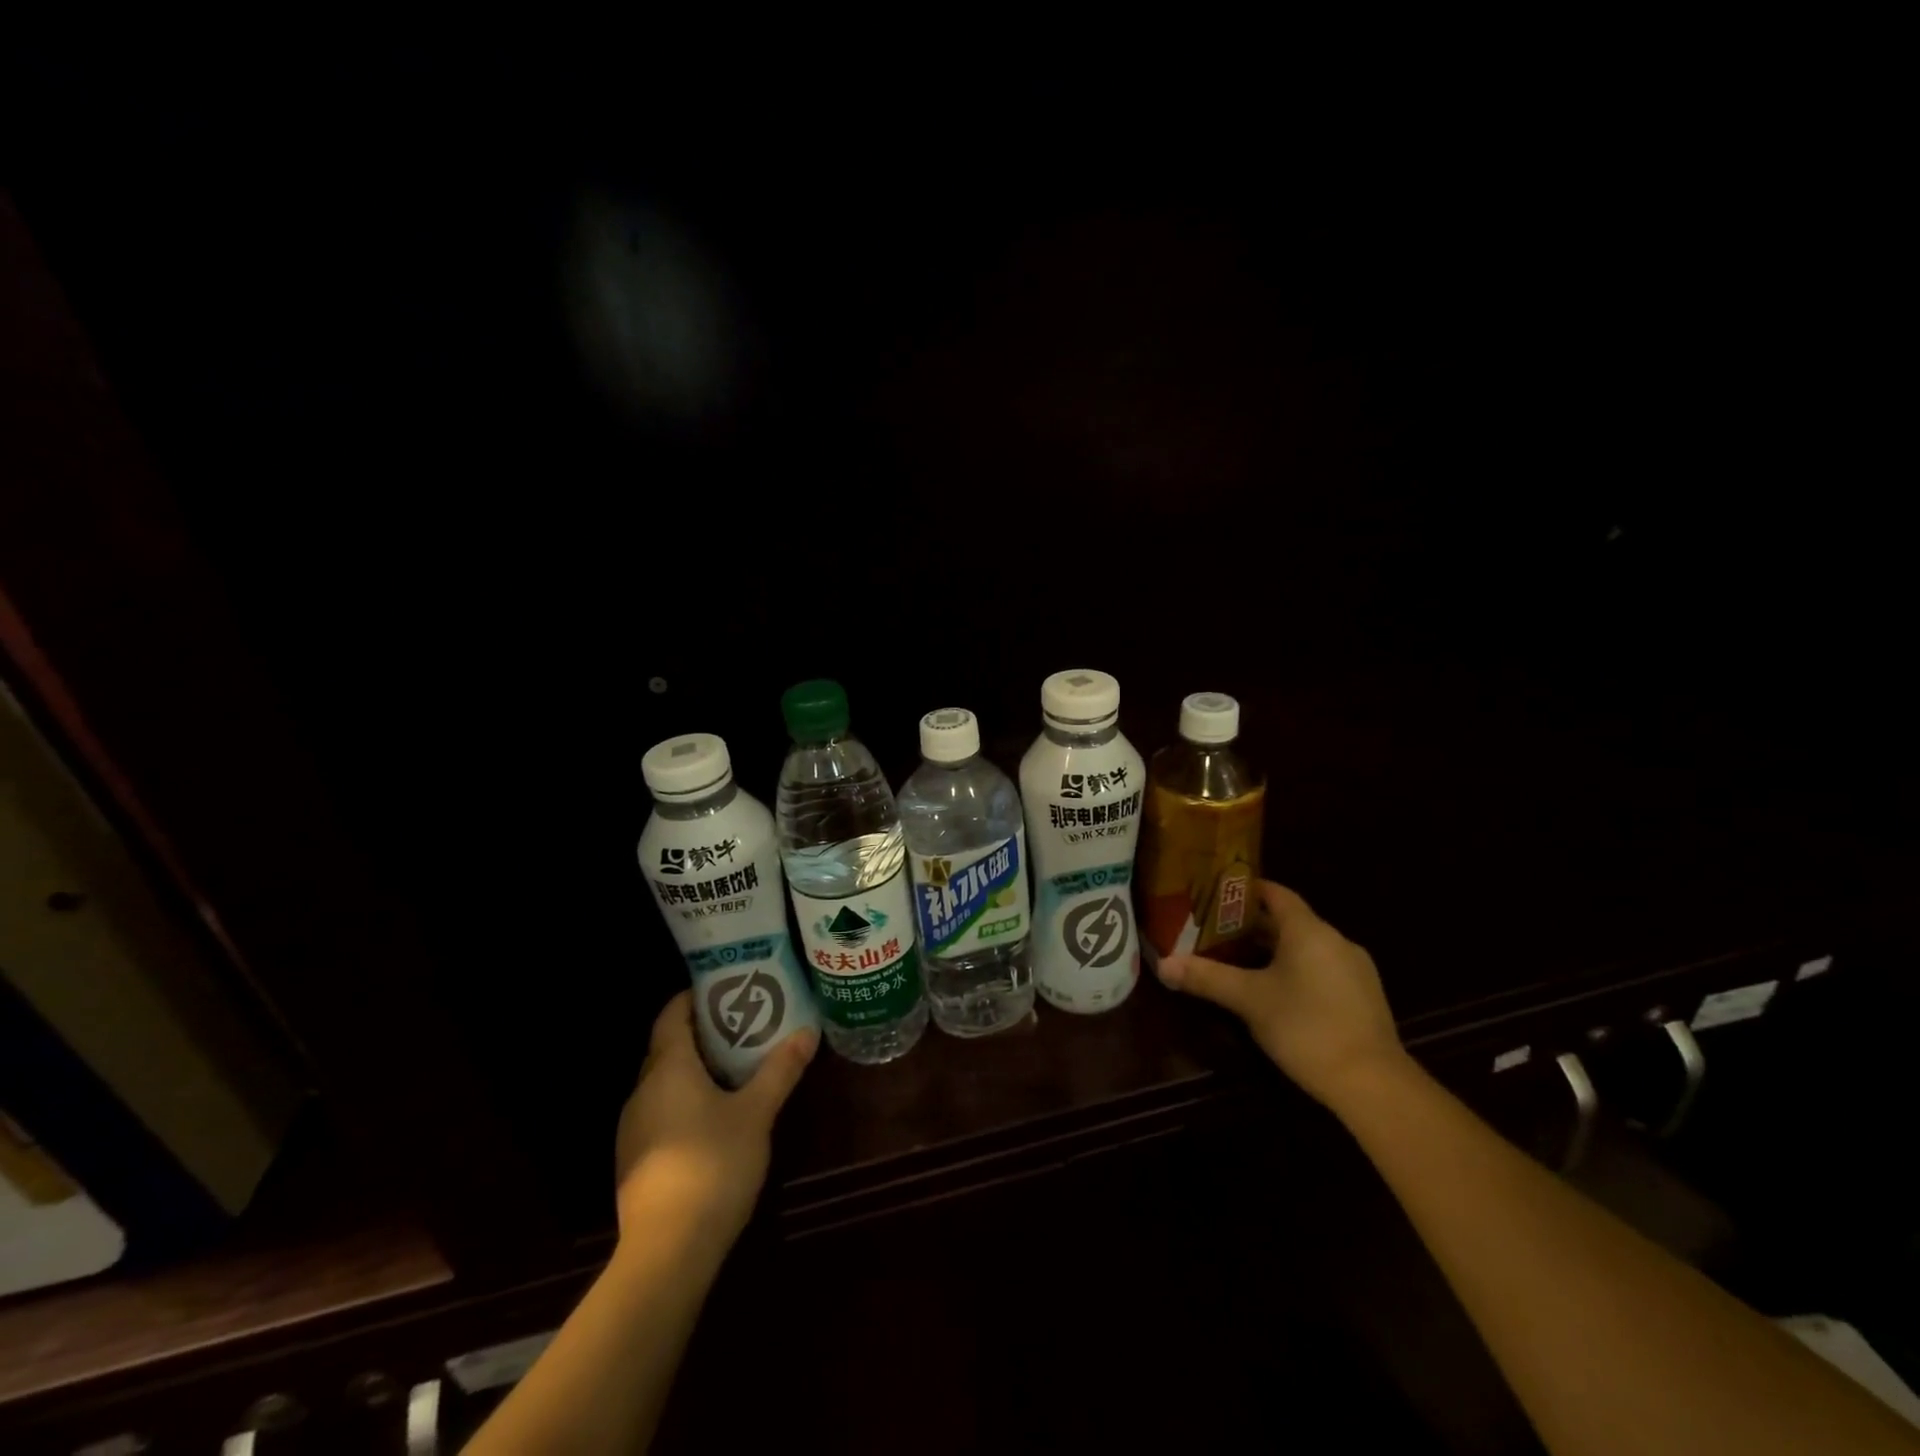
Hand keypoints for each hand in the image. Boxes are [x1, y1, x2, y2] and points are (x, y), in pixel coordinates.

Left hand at [613, 991, 817, 1245]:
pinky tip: (715, 1115)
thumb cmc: (713, 1164)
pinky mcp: (636, 1160)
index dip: (694, 997)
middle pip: (668, 1047)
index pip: (671, 1015)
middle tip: (743, 1023)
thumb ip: (780, 1070)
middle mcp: (643, 1091)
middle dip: (702, 1032)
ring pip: (664, 1081)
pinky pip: (661, 1111)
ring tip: (735, 1065)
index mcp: (668, 1069)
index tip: (725, 988)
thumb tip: (807, 1032)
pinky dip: (685, 1099)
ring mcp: (634, 1128)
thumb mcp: (757, 1113)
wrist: (667, 1251)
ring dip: (695, 1068)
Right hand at [1155, 880, 1407, 1109]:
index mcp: (1309, 930)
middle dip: (1254, 924)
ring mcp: (1355, 969)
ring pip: (1307, 947)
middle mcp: (1336, 940)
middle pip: (1290, 920)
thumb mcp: (1249, 1000)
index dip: (1248, 890)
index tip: (1218, 893)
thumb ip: (1207, 978)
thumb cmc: (1306, 1027)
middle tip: (1217, 930)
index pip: (1276, 894)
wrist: (1373, 1083)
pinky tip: (1279, 993)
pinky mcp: (1364, 997)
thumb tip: (1163, 965)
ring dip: (1276, 949)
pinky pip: (1324, 968)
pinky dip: (1298, 969)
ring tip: (1241, 960)